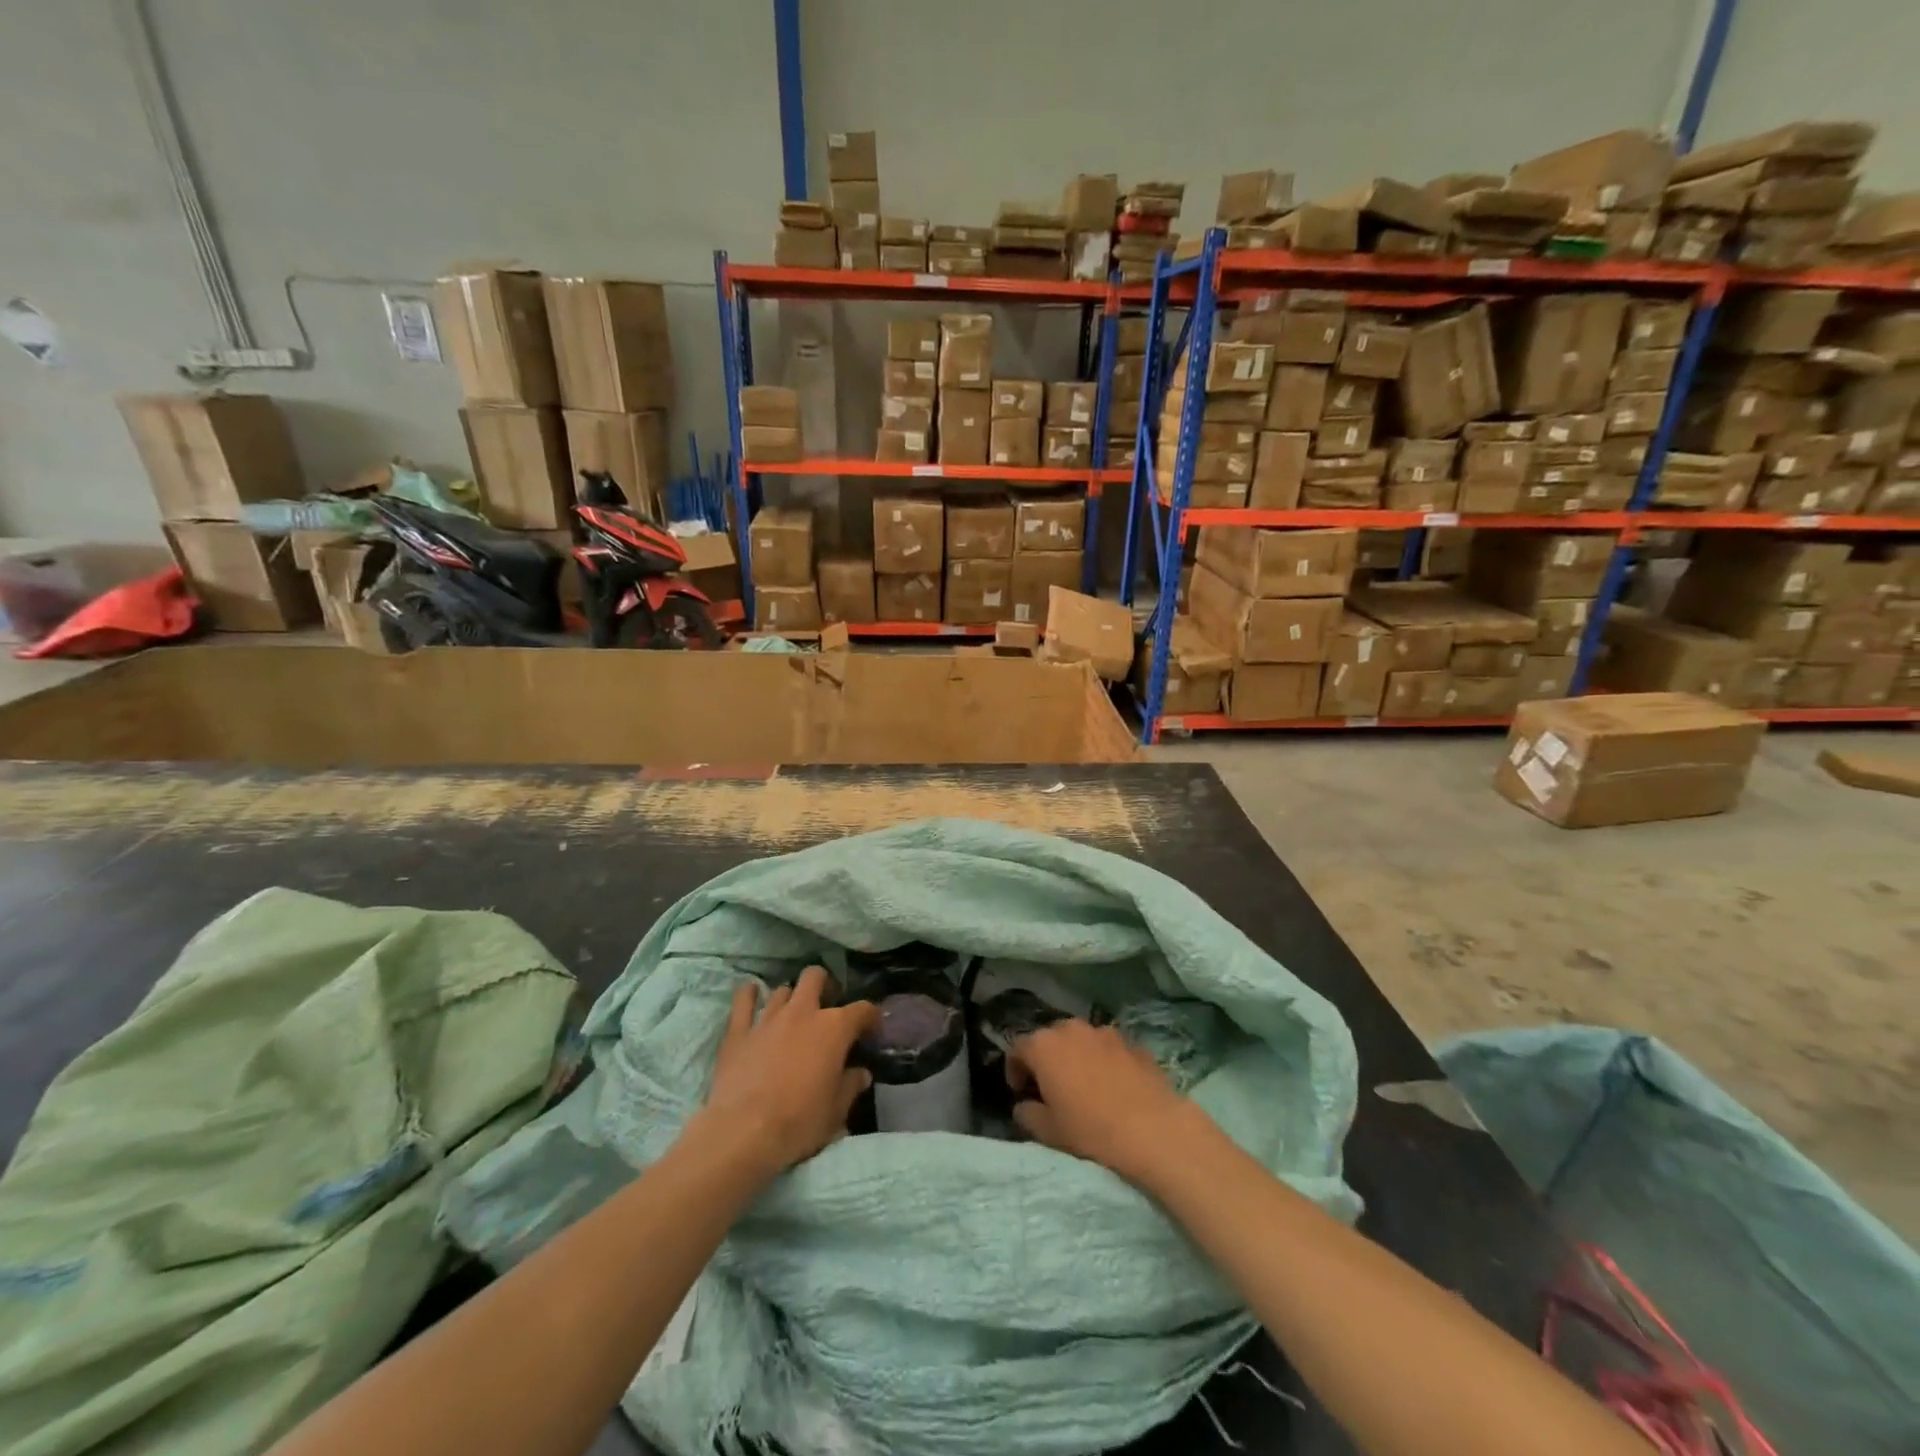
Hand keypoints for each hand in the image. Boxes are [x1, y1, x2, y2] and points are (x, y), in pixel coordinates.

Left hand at [697, 966, 878, 1176]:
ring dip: (790, 998)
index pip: (862, 1009)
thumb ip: (850, 1086)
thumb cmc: (799, 1123)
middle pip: (815, 978)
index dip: (871, 1018)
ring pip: (782, 990)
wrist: (743, 1133)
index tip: (872, 1032)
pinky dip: (748, 995)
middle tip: (826, 1008)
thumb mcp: (836, 1112)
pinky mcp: (738, 1031)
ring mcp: (768, 1018)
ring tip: (792, 1014)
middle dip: (824, 985)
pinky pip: (743, 1001)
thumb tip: (861, 1074)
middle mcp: (803, 1012)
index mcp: (834, 1028)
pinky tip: (751, 993)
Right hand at [1007, 1019, 1206, 1185]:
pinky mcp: (1133, 1042)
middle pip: (1049, 1039)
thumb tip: (1024, 1106)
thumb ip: (1028, 1114)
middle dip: (1046, 1060)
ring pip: (1080, 1041)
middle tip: (1051, 1089)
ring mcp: (1105, 1032)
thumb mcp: (1050, 1132)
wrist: (1154, 1129)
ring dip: (1076, 1057)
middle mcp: (1071, 1029)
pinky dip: (1103, 1062)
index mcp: (1044, 1046)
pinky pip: (1108, 1049)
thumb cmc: (1092, 1130)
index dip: (1014, 1069)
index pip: (1017, 1048)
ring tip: (1084, 1086)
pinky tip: (1114, 1087)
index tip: (1020, 1092)